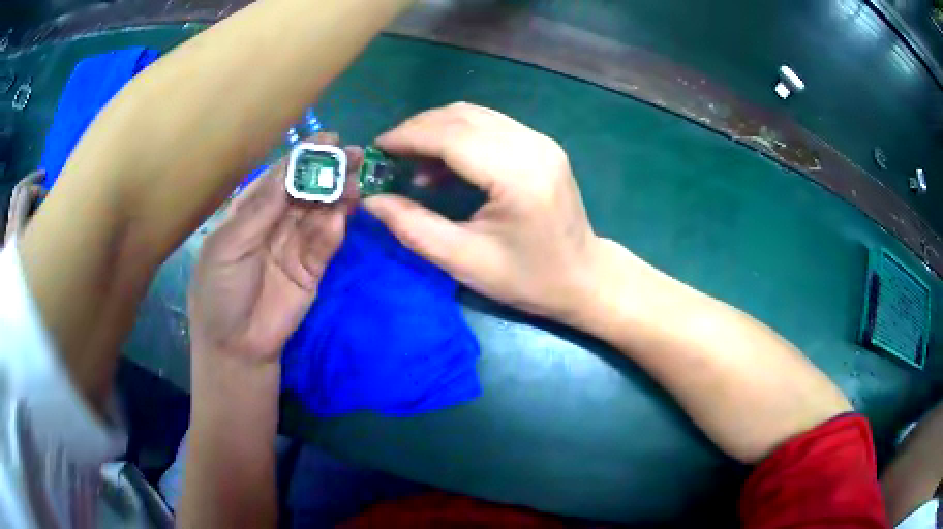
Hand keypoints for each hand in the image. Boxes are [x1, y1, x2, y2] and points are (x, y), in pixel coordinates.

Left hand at [189, 133, 361, 363]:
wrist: (235, 346)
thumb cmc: (219, 291)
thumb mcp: (228, 246)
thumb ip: (260, 211)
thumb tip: (289, 171)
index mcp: (249, 213)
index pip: (279, 178)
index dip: (302, 158)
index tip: (328, 140)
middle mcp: (274, 223)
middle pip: (305, 191)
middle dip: (328, 172)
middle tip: (354, 156)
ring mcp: (294, 246)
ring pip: (320, 214)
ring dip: (338, 197)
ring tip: (356, 183)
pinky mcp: (311, 269)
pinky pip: (325, 245)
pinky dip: (333, 231)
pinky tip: (340, 219)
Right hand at [364, 103, 601, 321]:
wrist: (584, 278)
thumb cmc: (528, 279)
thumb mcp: (464, 261)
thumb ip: (413, 227)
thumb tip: (370, 201)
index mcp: (517, 175)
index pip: (451, 136)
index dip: (408, 137)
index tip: (376, 149)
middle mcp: (532, 146)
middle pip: (462, 118)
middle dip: (417, 130)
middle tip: (388, 156)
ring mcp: (540, 141)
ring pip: (475, 116)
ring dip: (436, 130)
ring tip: (410, 162)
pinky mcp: (541, 145)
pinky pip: (490, 126)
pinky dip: (458, 136)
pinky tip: (442, 165)